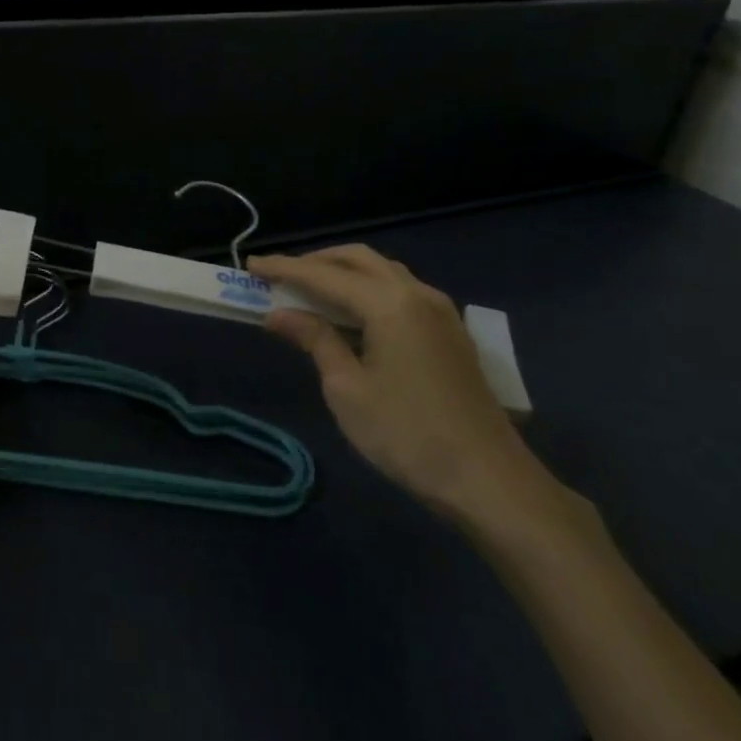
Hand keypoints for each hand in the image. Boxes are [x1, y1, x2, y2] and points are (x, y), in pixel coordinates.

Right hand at [248, 246, 565, 529]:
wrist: (491, 481)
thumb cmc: (408, 436)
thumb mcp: (347, 390)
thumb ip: (314, 340)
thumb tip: (279, 313)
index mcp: (388, 304)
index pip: (324, 275)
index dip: (284, 268)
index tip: (250, 265)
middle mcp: (416, 293)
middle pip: (357, 259)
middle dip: (315, 262)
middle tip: (279, 276)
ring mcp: (440, 310)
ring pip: (382, 271)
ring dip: (343, 272)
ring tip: (310, 292)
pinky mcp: (450, 331)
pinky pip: (400, 289)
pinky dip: (368, 288)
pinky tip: (353, 314)